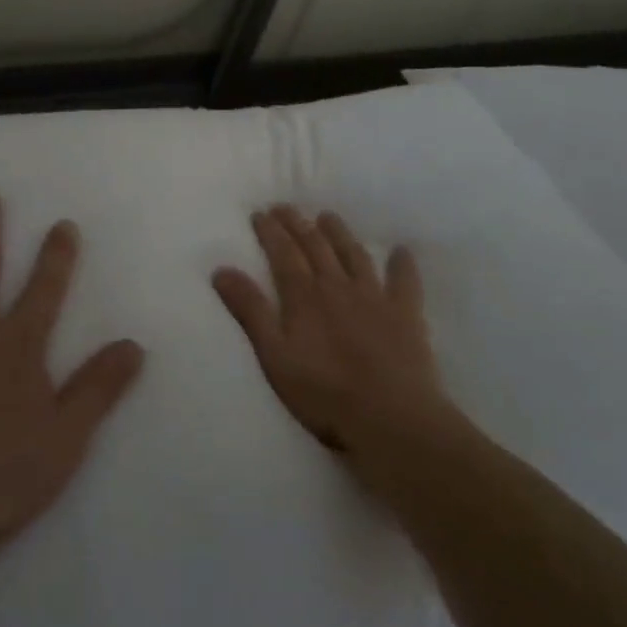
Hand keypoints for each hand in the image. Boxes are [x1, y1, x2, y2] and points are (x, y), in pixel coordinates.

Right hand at [214, 206, 467, 491]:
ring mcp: (374, 297)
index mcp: (304, 296)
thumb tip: (221, 269)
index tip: (260, 213)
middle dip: (298, 224)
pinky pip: (405, 281)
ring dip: (339, 233)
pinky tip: (401, 250)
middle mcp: (337, 286)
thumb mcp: (275, 356)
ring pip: (353, 254)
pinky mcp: (405, 314)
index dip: (271, 231)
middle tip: (285, 207)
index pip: (283, 253)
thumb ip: (250, 311)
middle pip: (315, 246)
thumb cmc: (324, 394)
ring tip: (328, 216)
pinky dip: (402, 264)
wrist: (391, 419)